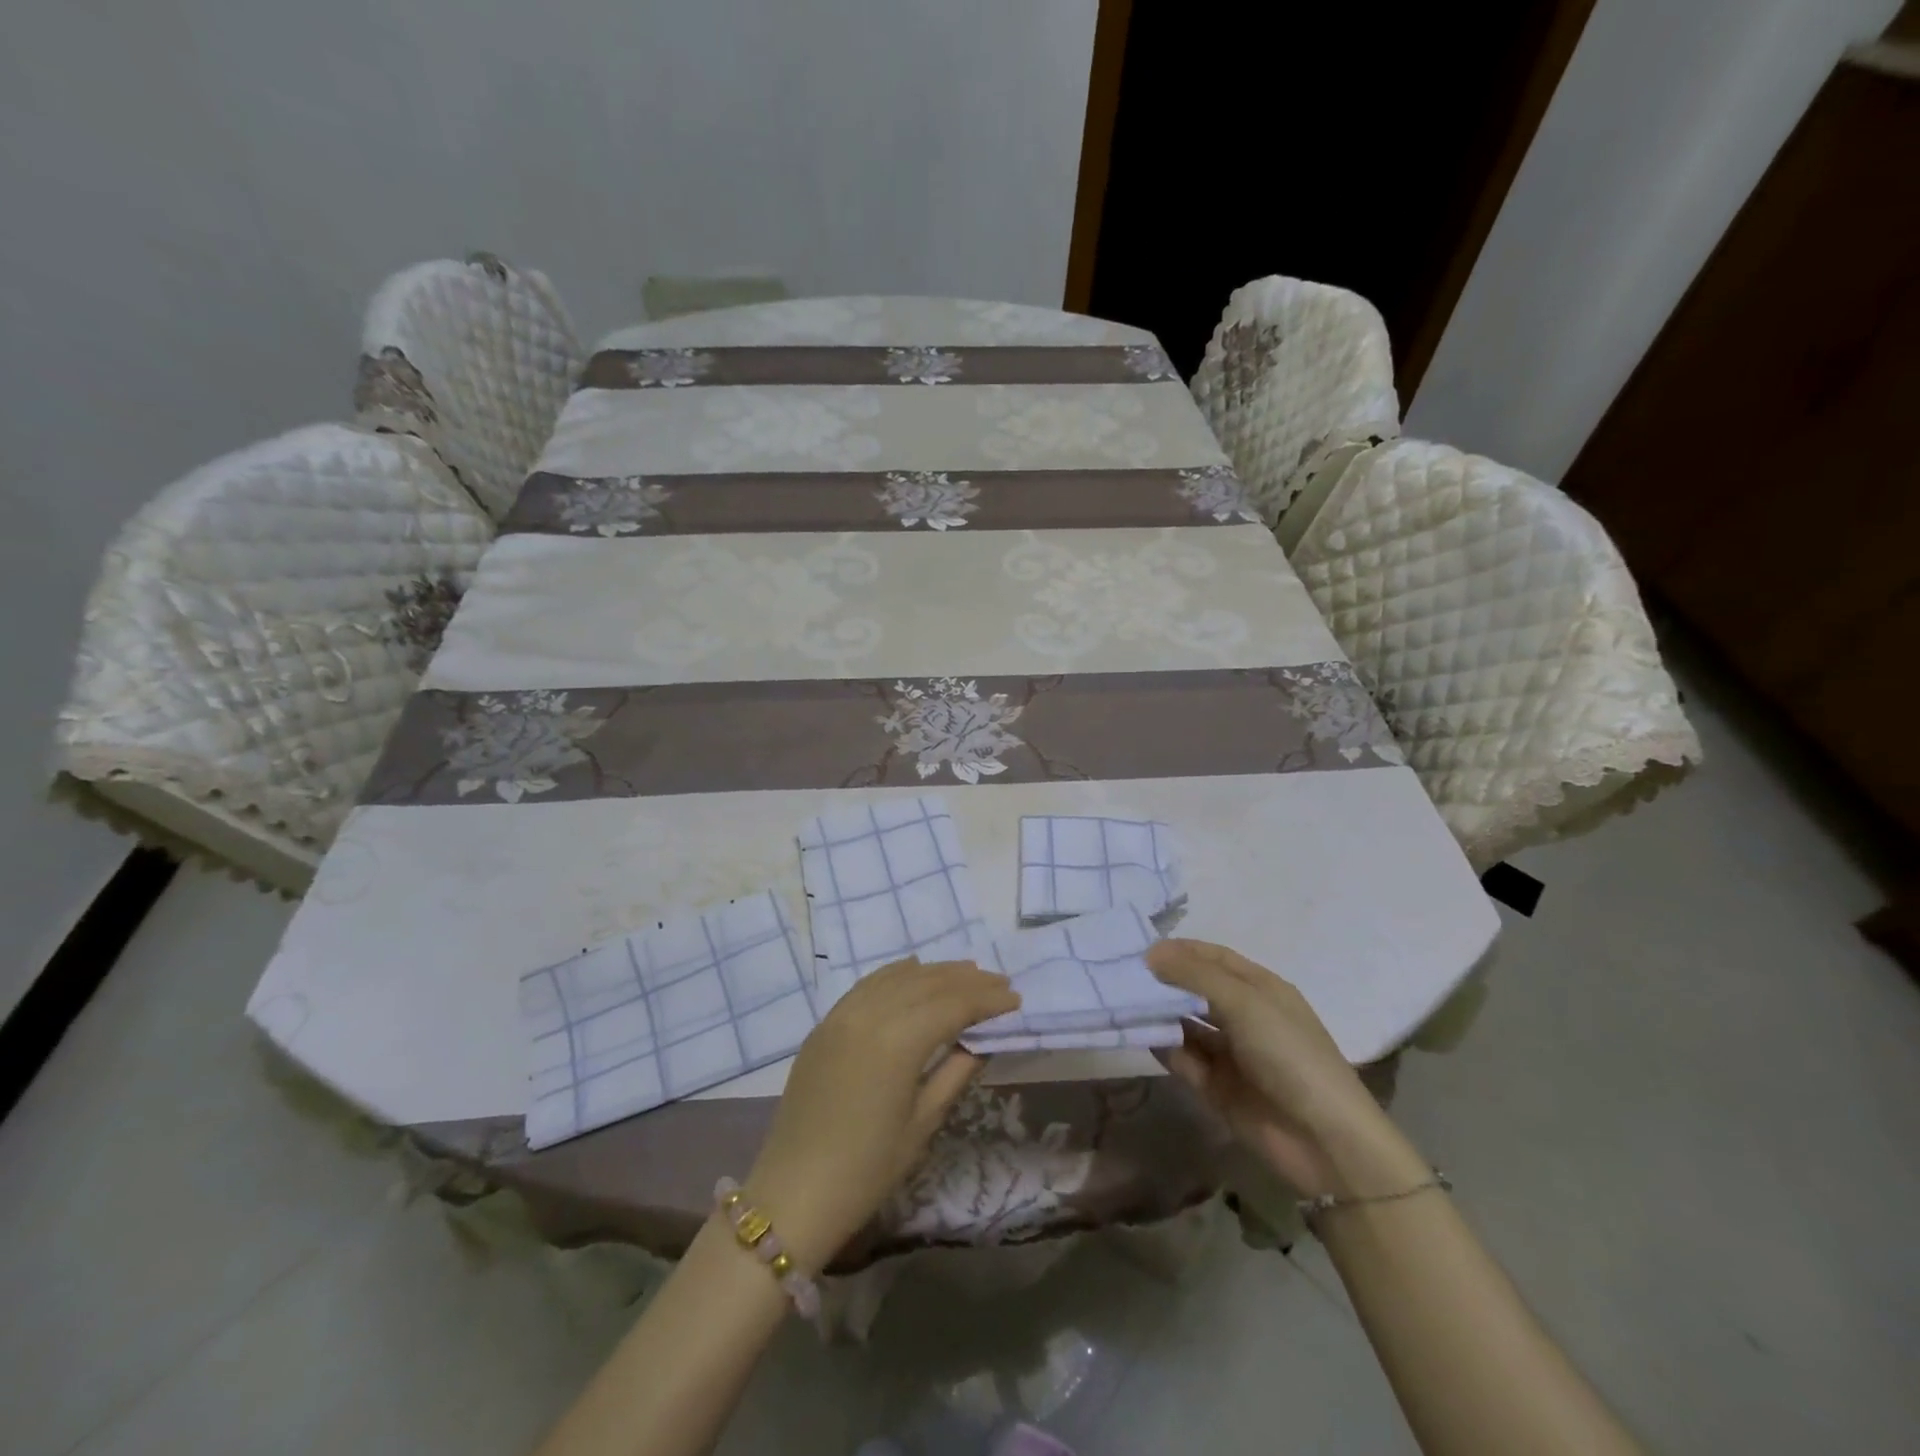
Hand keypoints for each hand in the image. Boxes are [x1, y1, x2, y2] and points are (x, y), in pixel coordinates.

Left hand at [743, 958, 1017, 1269]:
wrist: (793, 1192)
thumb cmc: (867, 1169)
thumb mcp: (922, 1123)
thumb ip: (955, 1072)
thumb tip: (980, 1041)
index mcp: (898, 1041)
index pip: (953, 1005)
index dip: (987, 1000)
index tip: (1015, 998)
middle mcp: (870, 1014)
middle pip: (927, 983)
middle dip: (967, 980)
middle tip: (999, 982)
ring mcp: (842, 1014)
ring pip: (897, 977)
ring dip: (934, 972)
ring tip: (966, 973)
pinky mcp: (825, 1024)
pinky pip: (868, 984)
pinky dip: (896, 973)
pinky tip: (913, 969)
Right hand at [1147, 939, 1424, 1198]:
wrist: (1323, 1141)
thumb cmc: (1289, 1054)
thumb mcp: (1245, 1002)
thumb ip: (1195, 975)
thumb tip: (1150, 953)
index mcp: (1260, 989)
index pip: (1215, 958)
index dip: (1181, 950)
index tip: (1142, 948)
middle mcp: (1243, 1016)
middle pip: (1196, 990)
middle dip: (1164, 982)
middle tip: (1121, 974)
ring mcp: (1229, 1053)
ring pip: (1185, 1025)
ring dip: (1159, 1014)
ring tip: (1122, 1003)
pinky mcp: (1216, 1087)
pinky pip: (1183, 1059)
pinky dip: (1163, 1047)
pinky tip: (1140, 1035)